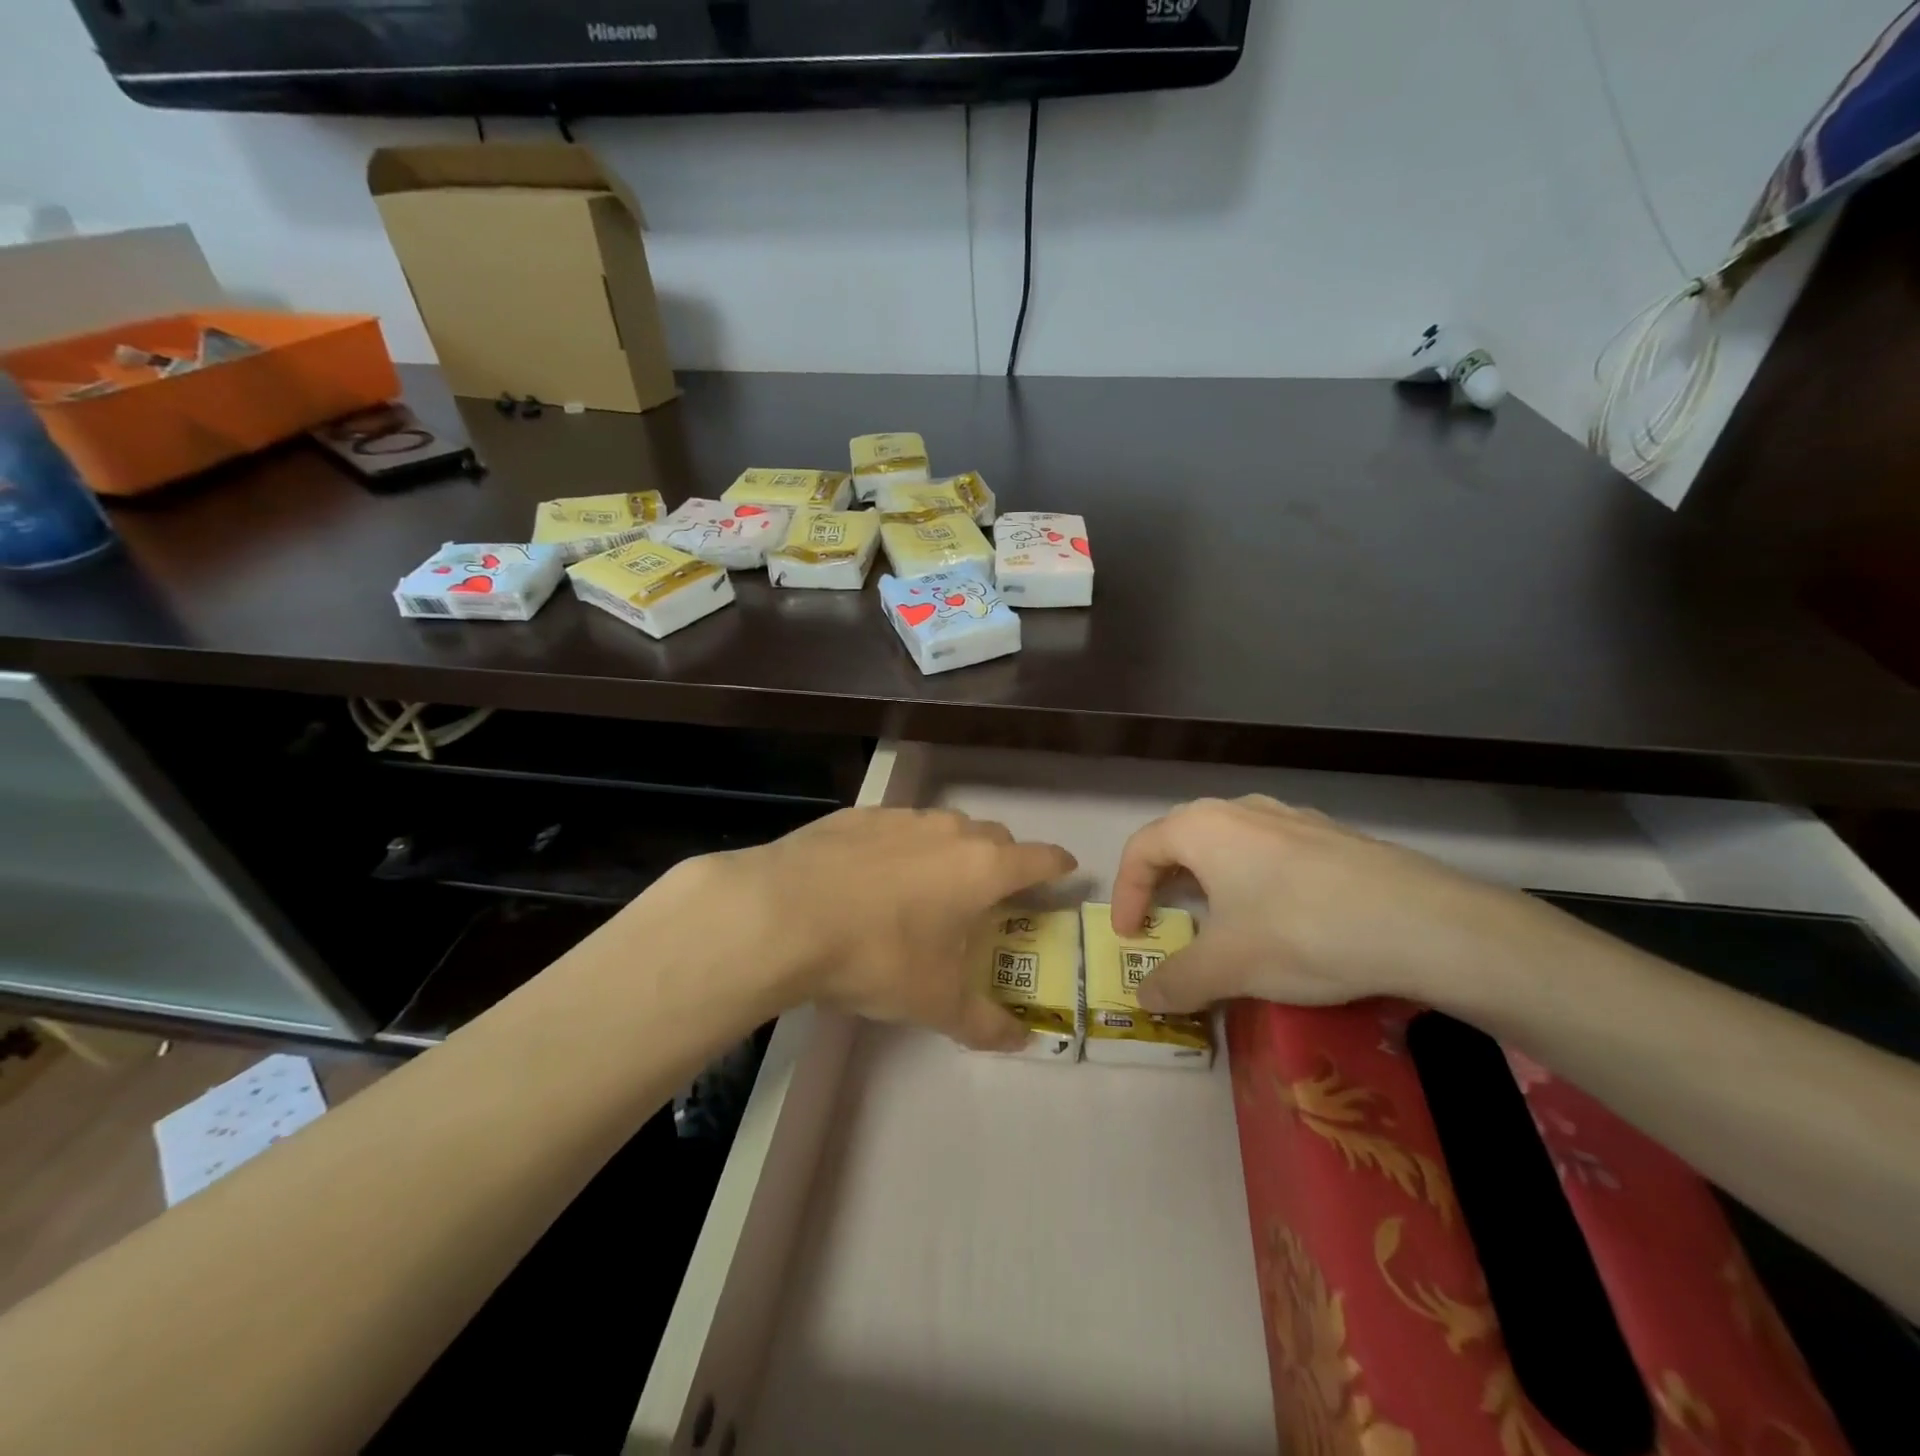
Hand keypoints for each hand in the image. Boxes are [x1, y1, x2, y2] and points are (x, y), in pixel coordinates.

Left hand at [667, 807, 1076, 1049]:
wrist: (782, 913)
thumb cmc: (876, 955)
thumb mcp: (934, 1002)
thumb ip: (984, 1023)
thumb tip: (1021, 1042)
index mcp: (982, 868)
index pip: (1039, 857)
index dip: (1057, 865)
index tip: (1065, 871)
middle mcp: (949, 831)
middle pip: (994, 837)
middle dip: (1002, 860)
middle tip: (991, 894)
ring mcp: (901, 817)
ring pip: (944, 827)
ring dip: (950, 851)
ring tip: (929, 886)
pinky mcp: (858, 815)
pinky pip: (896, 827)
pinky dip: (901, 847)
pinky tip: (873, 875)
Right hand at [1111, 795, 1558, 1012]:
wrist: (1423, 924)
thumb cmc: (1301, 933)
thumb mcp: (1227, 967)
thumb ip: (1176, 981)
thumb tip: (1145, 998)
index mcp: (1202, 827)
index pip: (1141, 850)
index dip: (1125, 893)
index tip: (1131, 936)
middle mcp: (1240, 808)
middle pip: (1182, 839)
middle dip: (1164, 882)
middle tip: (1165, 920)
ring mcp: (1290, 816)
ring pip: (1229, 842)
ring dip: (1210, 879)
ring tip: (1220, 919)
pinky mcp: (1331, 835)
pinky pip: (1271, 850)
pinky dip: (1254, 879)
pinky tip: (1280, 915)